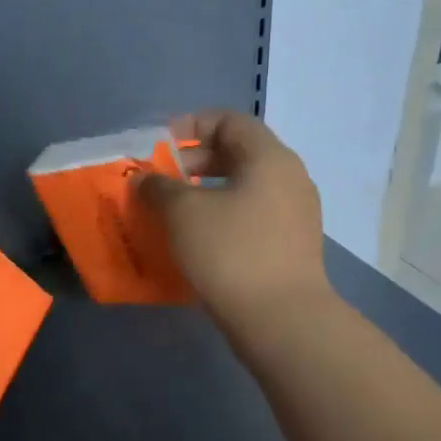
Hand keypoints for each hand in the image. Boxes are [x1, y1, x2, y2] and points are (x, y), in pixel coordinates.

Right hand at [138, 111, 332, 334]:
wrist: (281, 319)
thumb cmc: (230, 252)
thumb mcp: (182, 213)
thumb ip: (158, 187)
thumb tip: (144, 178)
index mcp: (269, 157)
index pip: (229, 120)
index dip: (190, 125)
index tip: (159, 147)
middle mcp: (289, 177)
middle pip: (238, 152)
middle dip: (194, 162)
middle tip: (162, 182)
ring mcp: (296, 213)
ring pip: (244, 187)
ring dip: (206, 192)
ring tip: (174, 213)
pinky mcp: (292, 245)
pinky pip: (252, 215)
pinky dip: (223, 217)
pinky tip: (198, 241)